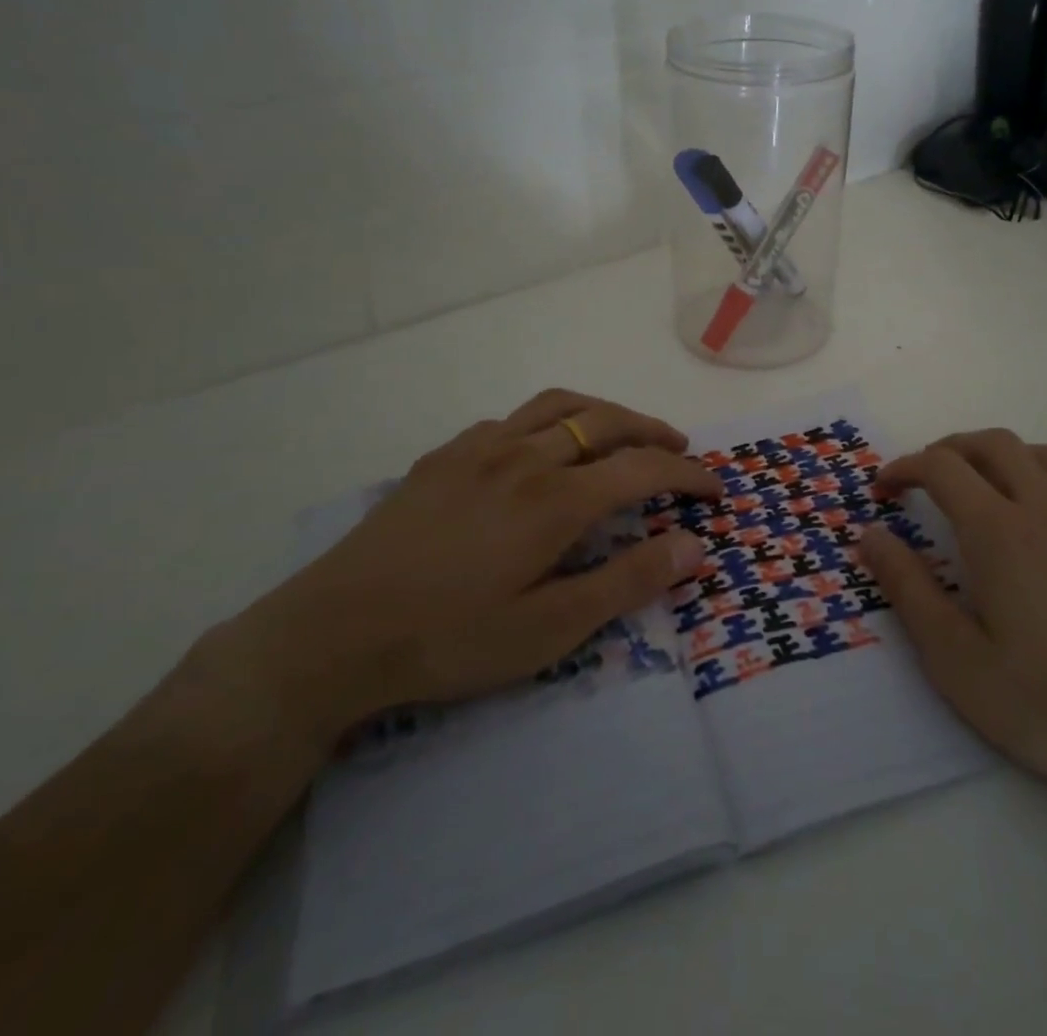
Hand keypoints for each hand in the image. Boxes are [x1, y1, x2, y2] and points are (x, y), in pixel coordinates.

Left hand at [202, 390, 719, 751]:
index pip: (642, 467)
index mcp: (556, 499)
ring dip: (603, 413)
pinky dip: (547, 421)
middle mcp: (525, 457)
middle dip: (653, 431)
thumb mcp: (550, 629)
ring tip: (623, 432)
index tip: (714, 489)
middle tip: (680, 450)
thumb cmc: (450, 639)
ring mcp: (479, 450)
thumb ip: (627, 582)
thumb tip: (694, 546)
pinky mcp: (443, 457)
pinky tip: (541, 449)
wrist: (333, 633)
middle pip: (606, 421)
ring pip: (558, 406)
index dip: (687, 473)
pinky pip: (510, 420)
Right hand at [859, 430, 1046, 804]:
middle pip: (994, 443)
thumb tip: (871, 534)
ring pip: (1041, 455)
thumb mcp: (954, 657)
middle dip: (949, 449)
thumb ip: (907, 587)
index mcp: (1000, 532)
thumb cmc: (1043, 703)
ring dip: (999, 455)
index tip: (883, 490)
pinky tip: (1034, 530)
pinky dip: (1038, 481)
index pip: (943, 466)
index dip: (905, 467)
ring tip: (977, 487)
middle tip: (923, 479)